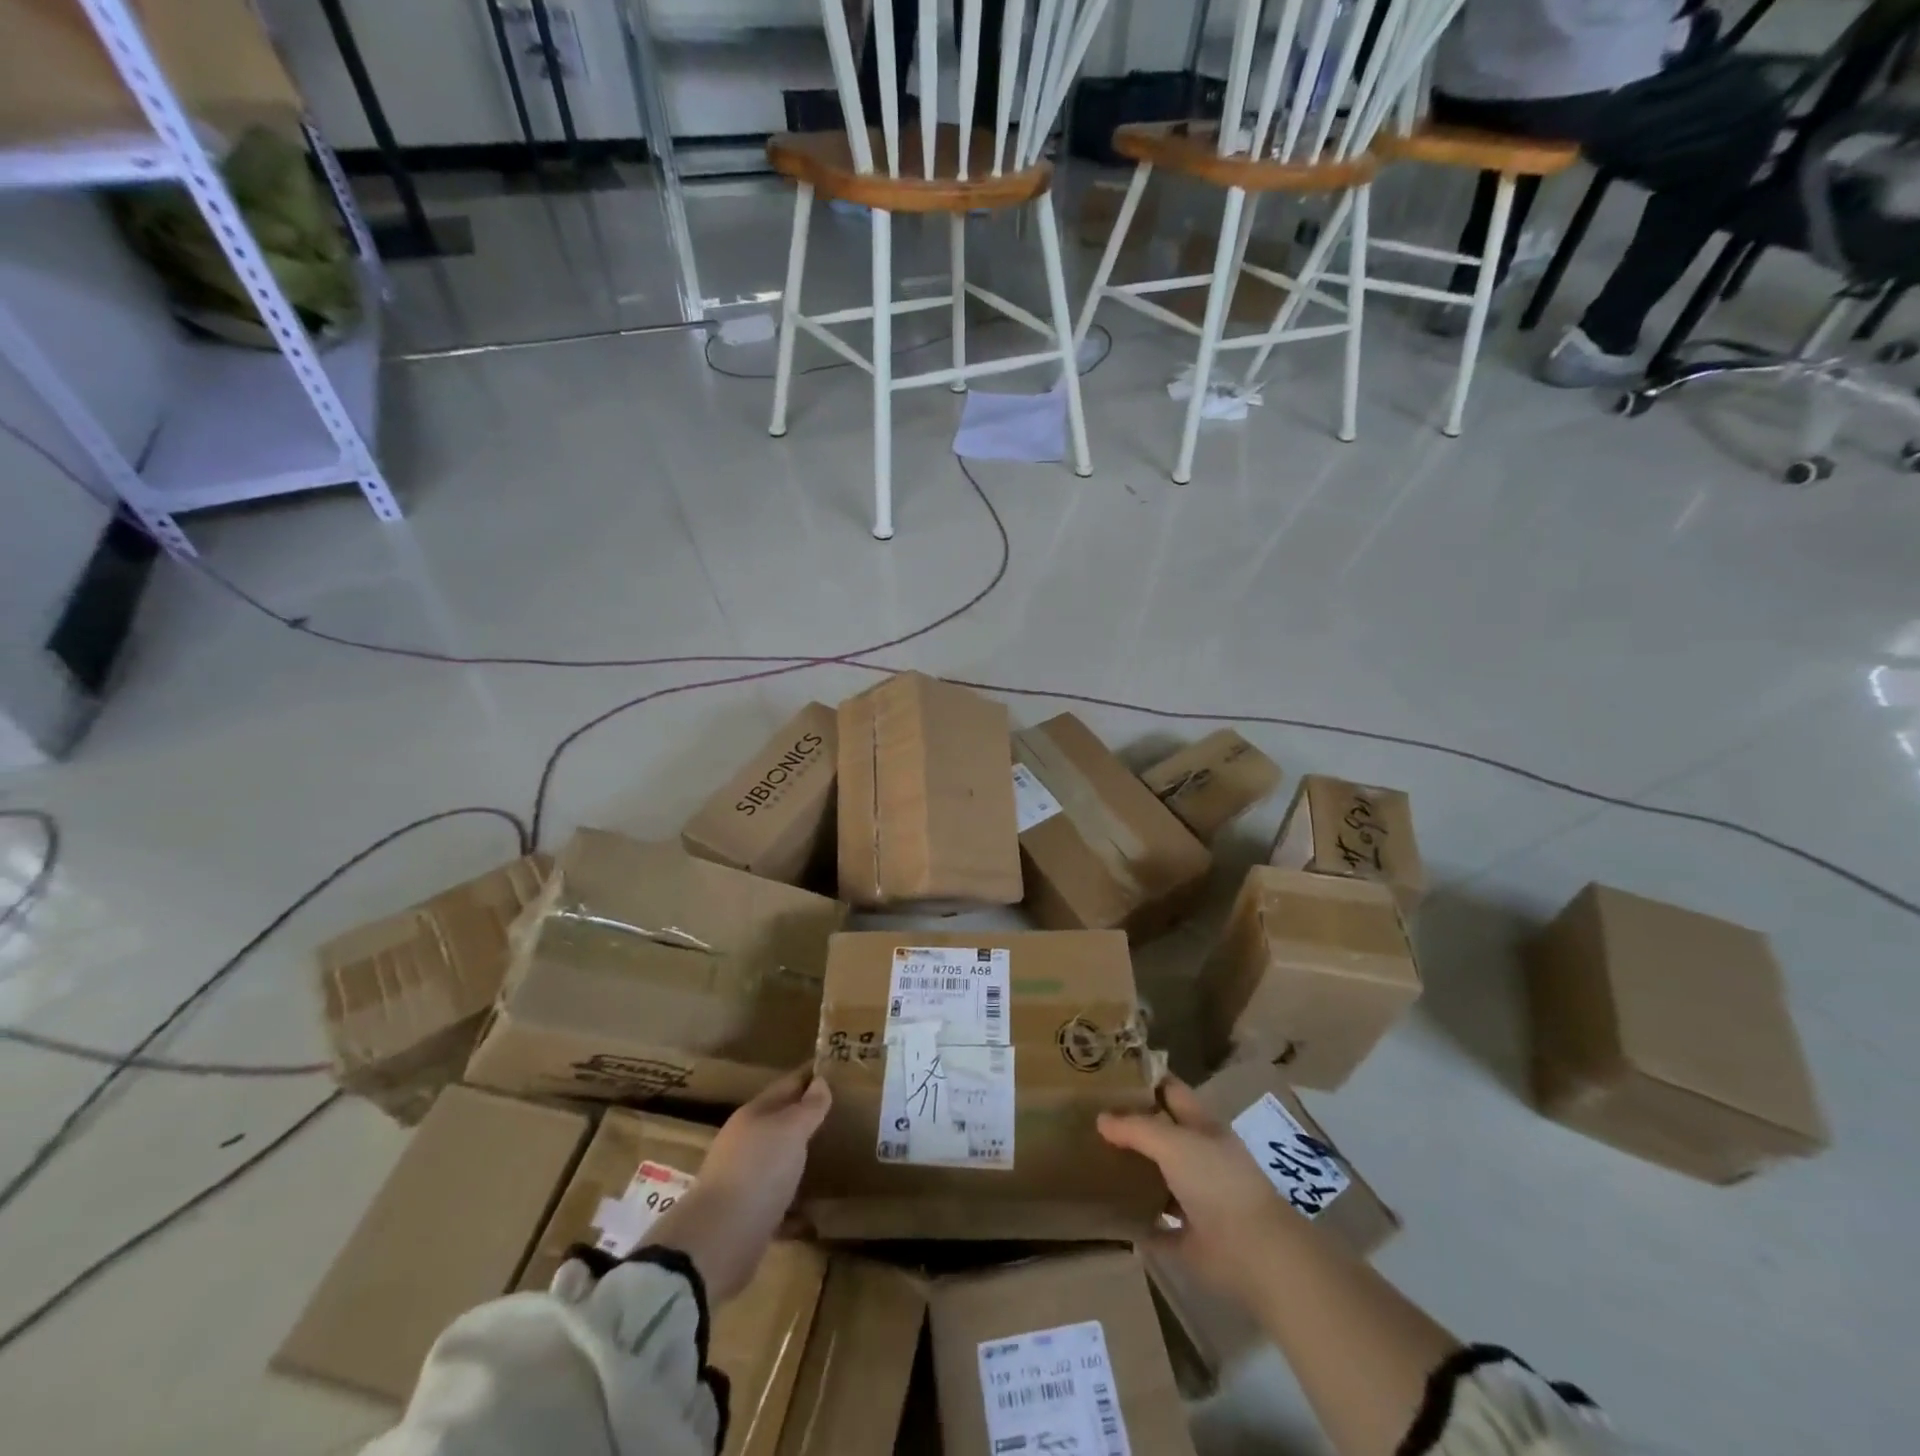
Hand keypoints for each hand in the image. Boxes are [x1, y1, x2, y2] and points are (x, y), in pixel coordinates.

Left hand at [646, 1067, 831, 1300]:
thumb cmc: (758, 1170)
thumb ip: (808, 1107)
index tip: (837, 1069)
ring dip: (801, 1159)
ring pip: (780, 1161)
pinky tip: (818, 1207)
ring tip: (835, 1157)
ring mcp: (744, 1180)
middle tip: (844, 1113)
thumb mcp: (790, 1130)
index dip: (811, 1076)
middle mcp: (746, 1143)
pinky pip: (780, 1201)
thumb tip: (820, 1081)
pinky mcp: (748, 1216)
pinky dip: (797, 1203)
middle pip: (781, 1124)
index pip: (787, 1085)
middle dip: (808, 1118)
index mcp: (754, 1115)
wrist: (718, 1241)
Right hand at [1098, 1078, 1292, 1293]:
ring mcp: (1195, 1198)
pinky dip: (1136, 1222)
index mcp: (1201, 1127)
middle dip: (1130, 1125)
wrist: (1255, 1253)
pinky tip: (1107, 1214)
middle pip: (1161, 1133)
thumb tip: (1101, 1119)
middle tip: (1087, 1115)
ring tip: (1090, 1160)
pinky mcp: (1189, 1237)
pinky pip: (1155, 1226)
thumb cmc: (1217, 1183)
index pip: (1171, 1091)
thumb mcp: (1174, 1143)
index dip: (1145, 1079)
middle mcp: (1199, 1158)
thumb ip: (1136, 1128)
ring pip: (1157, 1178)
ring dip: (1131, 1172)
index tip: (1110, 1072)